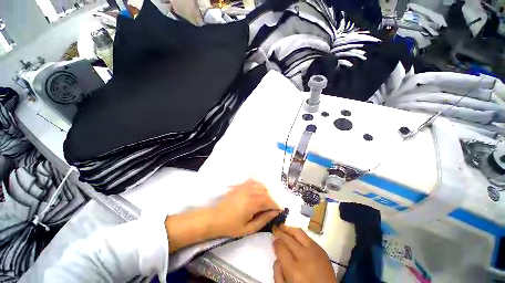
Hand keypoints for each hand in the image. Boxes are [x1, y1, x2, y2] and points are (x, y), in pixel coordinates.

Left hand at [165, 179, 279, 252]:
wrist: (215, 218)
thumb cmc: (232, 226)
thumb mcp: (249, 228)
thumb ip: (264, 219)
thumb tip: (275, 212)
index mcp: (252, 203)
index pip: (270, 201)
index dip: (276, 206)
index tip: (279, 212)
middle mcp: (250, 191)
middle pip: (267, 193)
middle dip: (271, 201)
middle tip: (270, 209)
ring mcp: (244, 186)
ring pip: (261, 186)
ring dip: (266, 193)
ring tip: (263, 202)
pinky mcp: (240, 185)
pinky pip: (253, 181)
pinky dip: (258, 185)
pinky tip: (257, 192)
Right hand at [273, 225, 336, 282]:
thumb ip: (277, 271)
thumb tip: (277, 254)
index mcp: (295, 271)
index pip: (280, 247)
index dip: (275, 242)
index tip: (273, 240)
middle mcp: (305, 258)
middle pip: (288, 238)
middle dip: (279, 232)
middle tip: (275, 229)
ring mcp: (315, 252)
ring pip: (299, 233)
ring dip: (289, 229)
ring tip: (283, 227)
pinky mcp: (322, 251)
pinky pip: (308, 237)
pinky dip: (299, 234)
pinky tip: (295, 235)